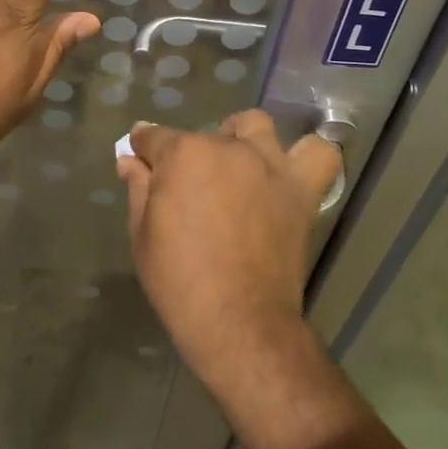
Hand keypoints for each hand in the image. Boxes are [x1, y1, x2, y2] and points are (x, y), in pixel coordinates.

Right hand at [117, 111, 340, 393]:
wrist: (238, 321)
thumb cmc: (179, 281)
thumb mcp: (142, 234)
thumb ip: (138, 187)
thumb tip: (130, 158)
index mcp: (184, 154)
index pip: (153, 136)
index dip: (143, 149)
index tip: (141, 160)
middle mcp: (228, 147)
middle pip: (202, 136)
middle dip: (189, 156)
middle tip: (187, 192)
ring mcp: (269, 164)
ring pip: (254, 127)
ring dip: (241, 139)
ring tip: (236, 168)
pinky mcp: (300, 189)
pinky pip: (317, 155)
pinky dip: (305, 155)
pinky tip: (285, 172)